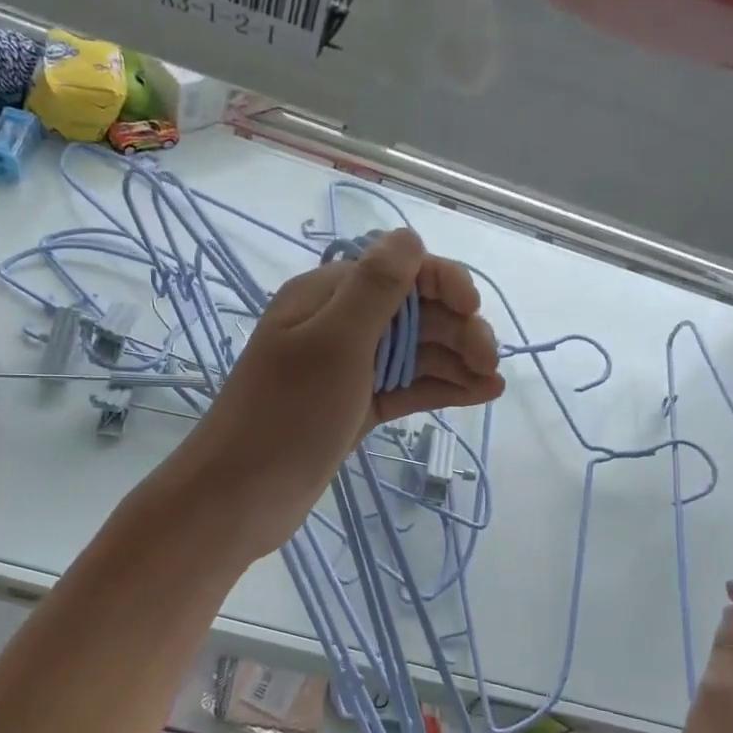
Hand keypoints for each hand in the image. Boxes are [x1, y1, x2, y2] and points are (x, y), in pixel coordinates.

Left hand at [177, 228, 505, 557]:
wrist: (240, 496)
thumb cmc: (287, 414)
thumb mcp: (333, 343)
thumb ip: (375, 288)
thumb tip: (410, 236)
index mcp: (328, 296)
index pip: (399, 270)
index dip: (443, 283)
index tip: (473, 311)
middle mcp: (340, 325)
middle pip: (414, 313)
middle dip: (457, 329)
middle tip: (489, 362)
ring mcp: (350, 369)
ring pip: (416, 352)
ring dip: (457, 360)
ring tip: (491, 382)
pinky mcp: (357, 406)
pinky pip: (408, 386)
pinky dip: (441, 387)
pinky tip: (479, 394)